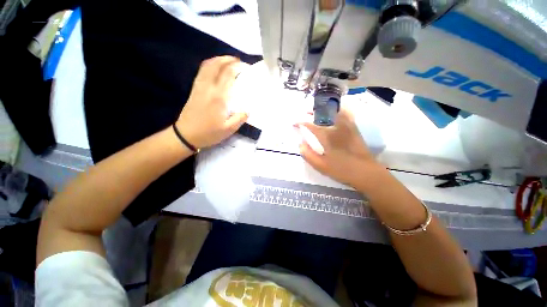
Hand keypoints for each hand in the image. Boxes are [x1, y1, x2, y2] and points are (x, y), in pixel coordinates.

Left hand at [176, 56, 249, 148]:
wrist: (186, 134)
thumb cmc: (209, 133)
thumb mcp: (228, 130)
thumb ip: (240, 118)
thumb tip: (248, 110)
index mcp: (219, 97)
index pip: (228, 74)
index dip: (237, 67)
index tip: (246, 67)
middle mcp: (209, 88)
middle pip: (217, 65)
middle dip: (228, 59)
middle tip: (238, 61)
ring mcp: (200, 86)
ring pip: (208, 65)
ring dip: (219, 59)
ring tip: (228, 60)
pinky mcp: (194, 88)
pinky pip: (202, 71)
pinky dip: (210, 64)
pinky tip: (215, 67)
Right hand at [297, 108, 383, 186]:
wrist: (365, 172)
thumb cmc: (341, 170)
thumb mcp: (321, 166)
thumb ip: (308, 154)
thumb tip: (300, 144)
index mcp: (327, 136)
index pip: (310, 125)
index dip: (301, 123)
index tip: (294, 123)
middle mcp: (336, 127)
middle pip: (323, 114)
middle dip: (312, 111)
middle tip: (306, 112)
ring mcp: (347, 126)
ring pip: (335, 111)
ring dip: (324, 109)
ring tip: (318, 110)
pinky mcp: (354, 129)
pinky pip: (346, 114)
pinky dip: (339, 110)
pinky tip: (335, 112)